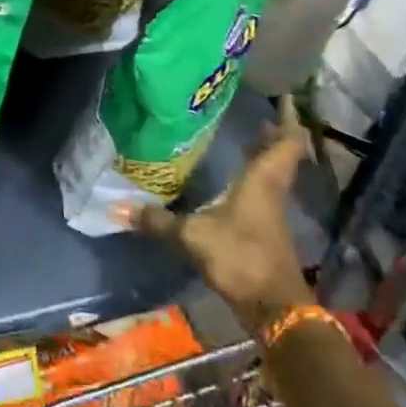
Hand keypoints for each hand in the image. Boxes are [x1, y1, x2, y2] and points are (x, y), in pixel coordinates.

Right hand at [121, 93, 314, 331]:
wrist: (275, 309)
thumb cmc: (240, 257)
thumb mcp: (193, 236)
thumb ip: (158, 222)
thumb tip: (117, 209)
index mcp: (262, 181)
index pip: (286, 143)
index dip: (288, 119)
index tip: (284, 97)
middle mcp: (271, 191)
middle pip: (282, 156)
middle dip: (274, 134)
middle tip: (259, 113)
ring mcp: (272, 213)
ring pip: (274, 174)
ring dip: (266, 156)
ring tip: (247, 138)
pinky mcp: (267, 232)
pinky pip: (265, 192)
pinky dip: (255, 178)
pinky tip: (234, 181)